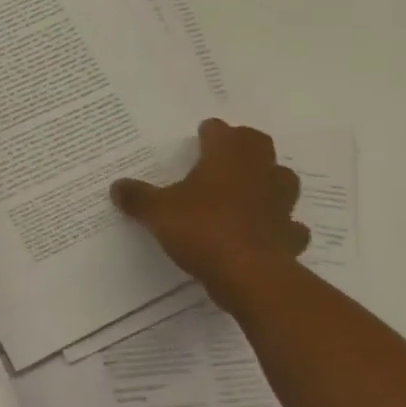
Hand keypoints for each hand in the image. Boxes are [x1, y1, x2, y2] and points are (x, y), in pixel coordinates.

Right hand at [110, 121, 307, 293]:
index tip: (202, 135)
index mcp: (226, 158)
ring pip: (282, 179)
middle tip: (225, 155)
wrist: (249, 275)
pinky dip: (279, 225)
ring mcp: (279, 204)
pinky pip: (288, 225)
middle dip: (244, 146)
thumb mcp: (157, 212)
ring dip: (268, 180)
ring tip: (249, 190)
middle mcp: (258, 172)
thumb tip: (116, 186)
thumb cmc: (201, 230)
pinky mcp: (289, 235)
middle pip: (258, 146)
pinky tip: (264, 232)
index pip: (221, 131)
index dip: (210, 131)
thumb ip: (137, 197)